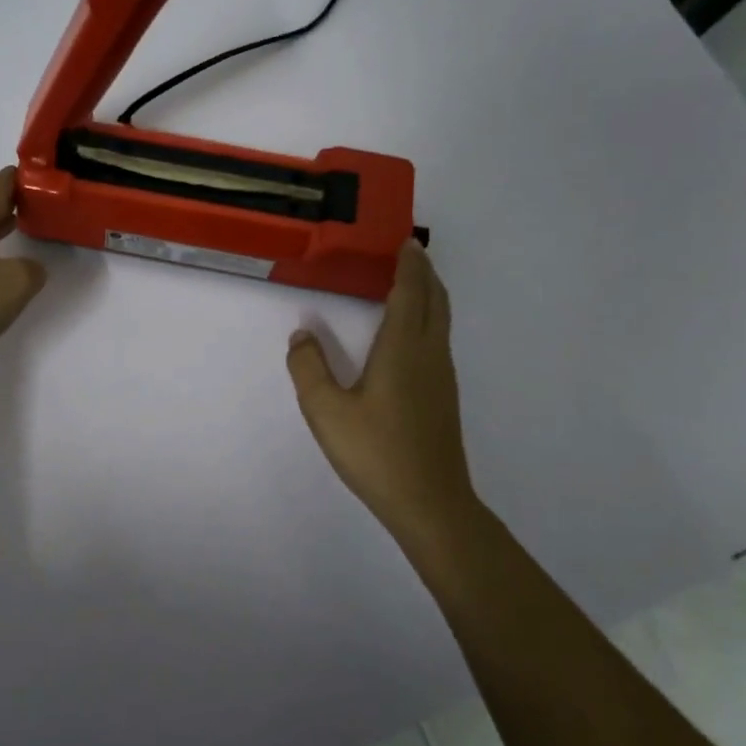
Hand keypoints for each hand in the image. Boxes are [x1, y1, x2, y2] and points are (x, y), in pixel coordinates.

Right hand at [286, 241, 477, 557]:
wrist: (430, 503)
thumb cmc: (376, 453)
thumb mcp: (326, 411)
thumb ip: (308, 369)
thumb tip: (302, 336)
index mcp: (403, 349)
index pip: (410, 293)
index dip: (409, 265)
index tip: (406, 241)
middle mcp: (429, 354)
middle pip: (435, 300)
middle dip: (424, 272)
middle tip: (410, 252)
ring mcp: (442, 376)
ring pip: (441, 320)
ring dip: (429, 294)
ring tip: (411, 282)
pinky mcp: (443, 395)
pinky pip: (439, 338)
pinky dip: (429, 317)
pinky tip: (411, 332)